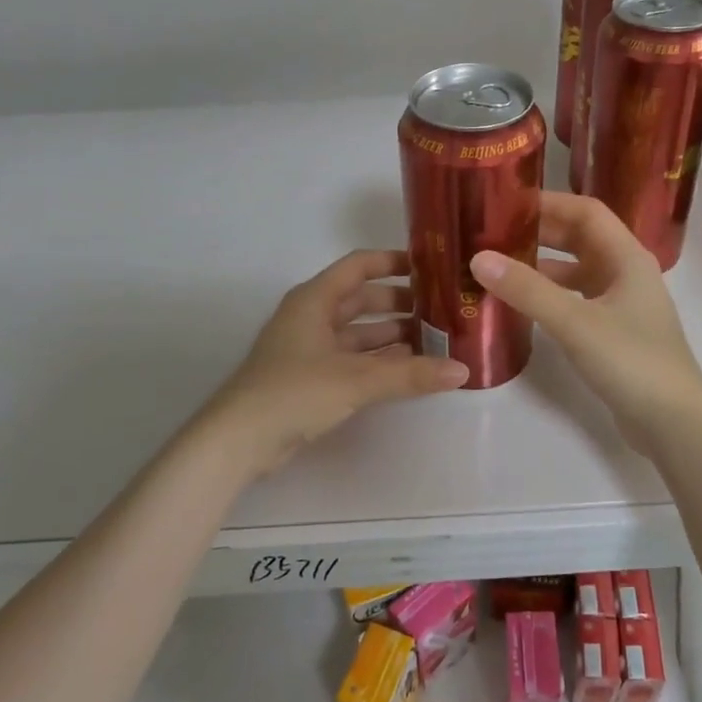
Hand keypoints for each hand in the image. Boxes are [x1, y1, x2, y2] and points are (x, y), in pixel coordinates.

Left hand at [203, 249, 468, 476]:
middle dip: (401, 304)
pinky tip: (408, 370)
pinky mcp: (310, 378)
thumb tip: (462, 371)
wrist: (239, 440)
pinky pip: (352, 359)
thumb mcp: (357, 379)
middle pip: (362, 300)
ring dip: (393, 336)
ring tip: (435, 341)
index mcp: (315, 299)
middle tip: (443, 310)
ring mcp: (309, 348)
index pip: (359, 266)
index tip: (430, 267)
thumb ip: (411, 374)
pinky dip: (378, 361)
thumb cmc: (295, 392)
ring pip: (358, 332)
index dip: (393, 261)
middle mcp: (312, 316)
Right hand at [470, 192, 701, 450]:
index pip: (585, 211)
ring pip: (577, 272)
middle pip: (580, 239)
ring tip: (498, 267)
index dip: (548, 203)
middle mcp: (626, 273)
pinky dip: (550, 297)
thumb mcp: (575, 322)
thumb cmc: (631, 362)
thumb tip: (479, 258)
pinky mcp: (614, 333)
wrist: (674, 424)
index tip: (505, 203)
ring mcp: (622, 305)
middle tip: (492, 234)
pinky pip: (577, 301)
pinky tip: (522, 306)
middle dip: (539, 233)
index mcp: (627, 258)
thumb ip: (527, 290)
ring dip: (541, 267)